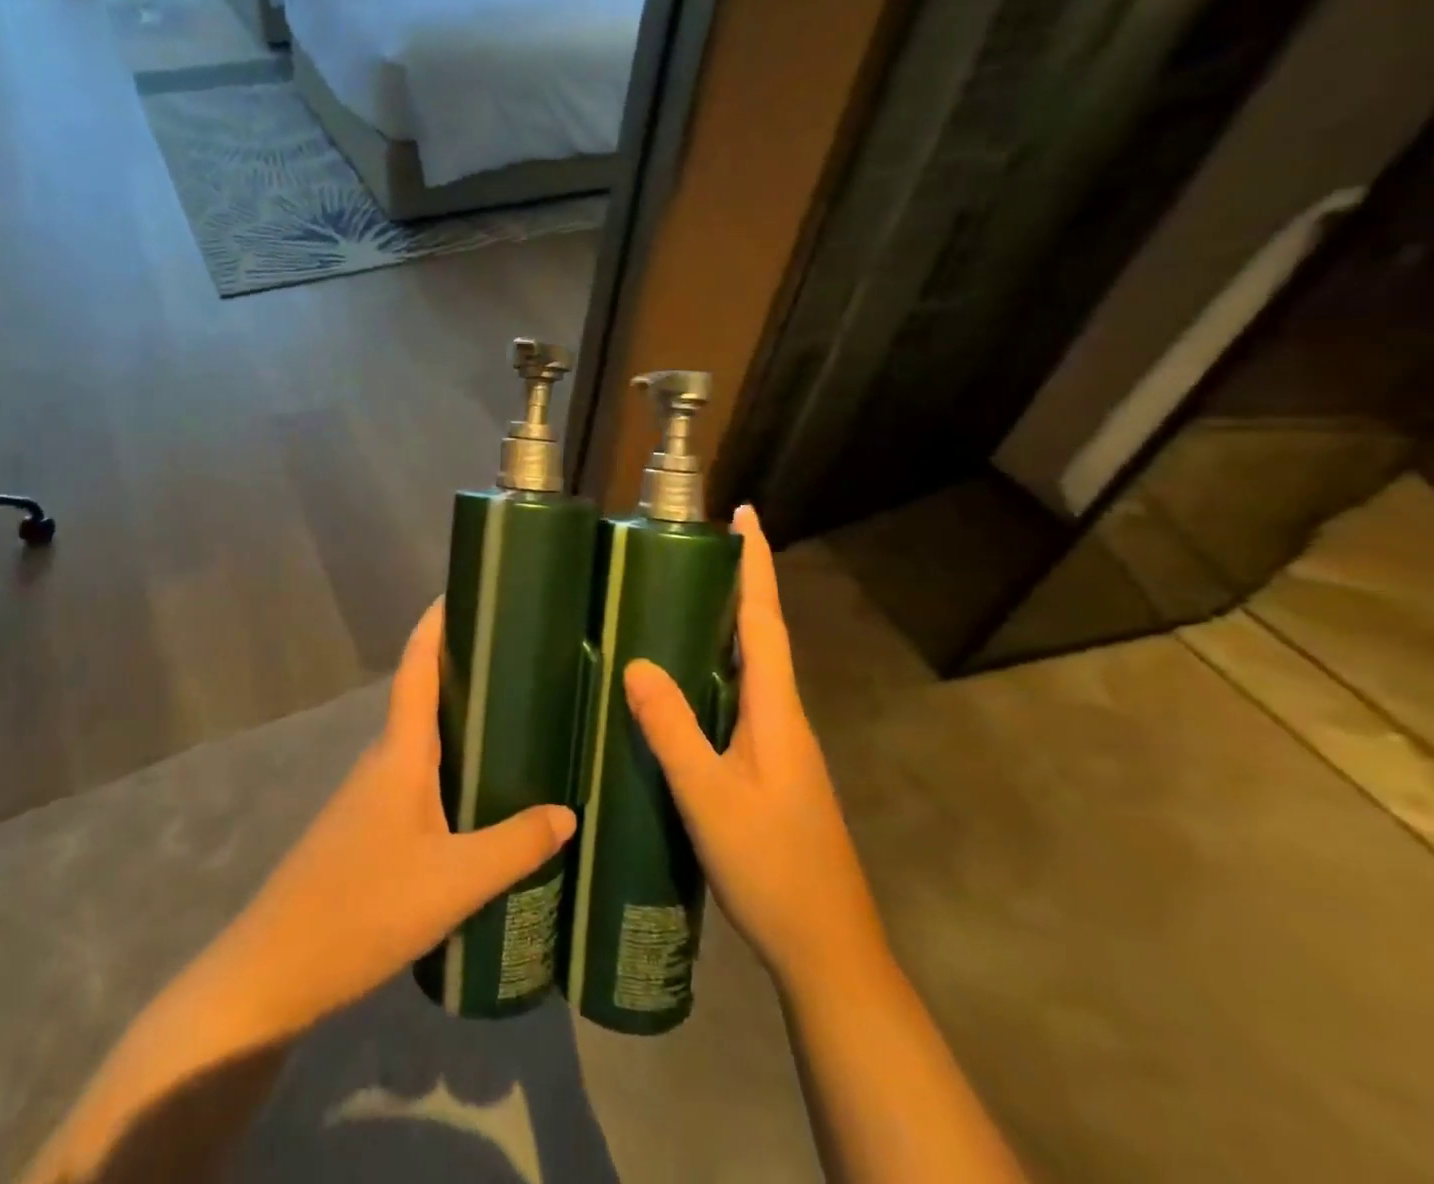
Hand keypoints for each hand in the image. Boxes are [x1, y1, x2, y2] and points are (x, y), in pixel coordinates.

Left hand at [216, 600, 576, 1042]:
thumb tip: (567, 812)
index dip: (433, 626)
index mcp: (399, 754)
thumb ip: (514, 845)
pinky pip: (415, 777)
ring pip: (420, 741)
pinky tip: (478, 793)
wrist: (277, 968)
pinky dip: (448, 766)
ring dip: (457, 722)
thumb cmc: (365, 907)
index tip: (458, 590)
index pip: (416, 669)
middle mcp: (382, 761)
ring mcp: (369, 795)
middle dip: (461, 670)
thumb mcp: (454, 881)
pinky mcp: (367, 828)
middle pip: (421, 697)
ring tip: (513, 719)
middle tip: (517, 657)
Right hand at [622, 506, 885, 993]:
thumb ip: (673, 731)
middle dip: (739, 586)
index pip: (765, 622)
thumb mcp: (710, 799)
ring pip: (752, 671)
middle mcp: (785, 719)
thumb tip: (637, 662)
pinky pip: (742, 702)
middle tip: (697, 548)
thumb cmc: (772, 869)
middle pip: (761, 637)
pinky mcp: (772, 771)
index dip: (757, 565)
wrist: (828, 951)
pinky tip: (686, 688)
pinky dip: (718, 674)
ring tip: (682, 602)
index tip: (747, 513)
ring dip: (727, 628)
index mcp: (777, 713)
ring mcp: (782, 747)